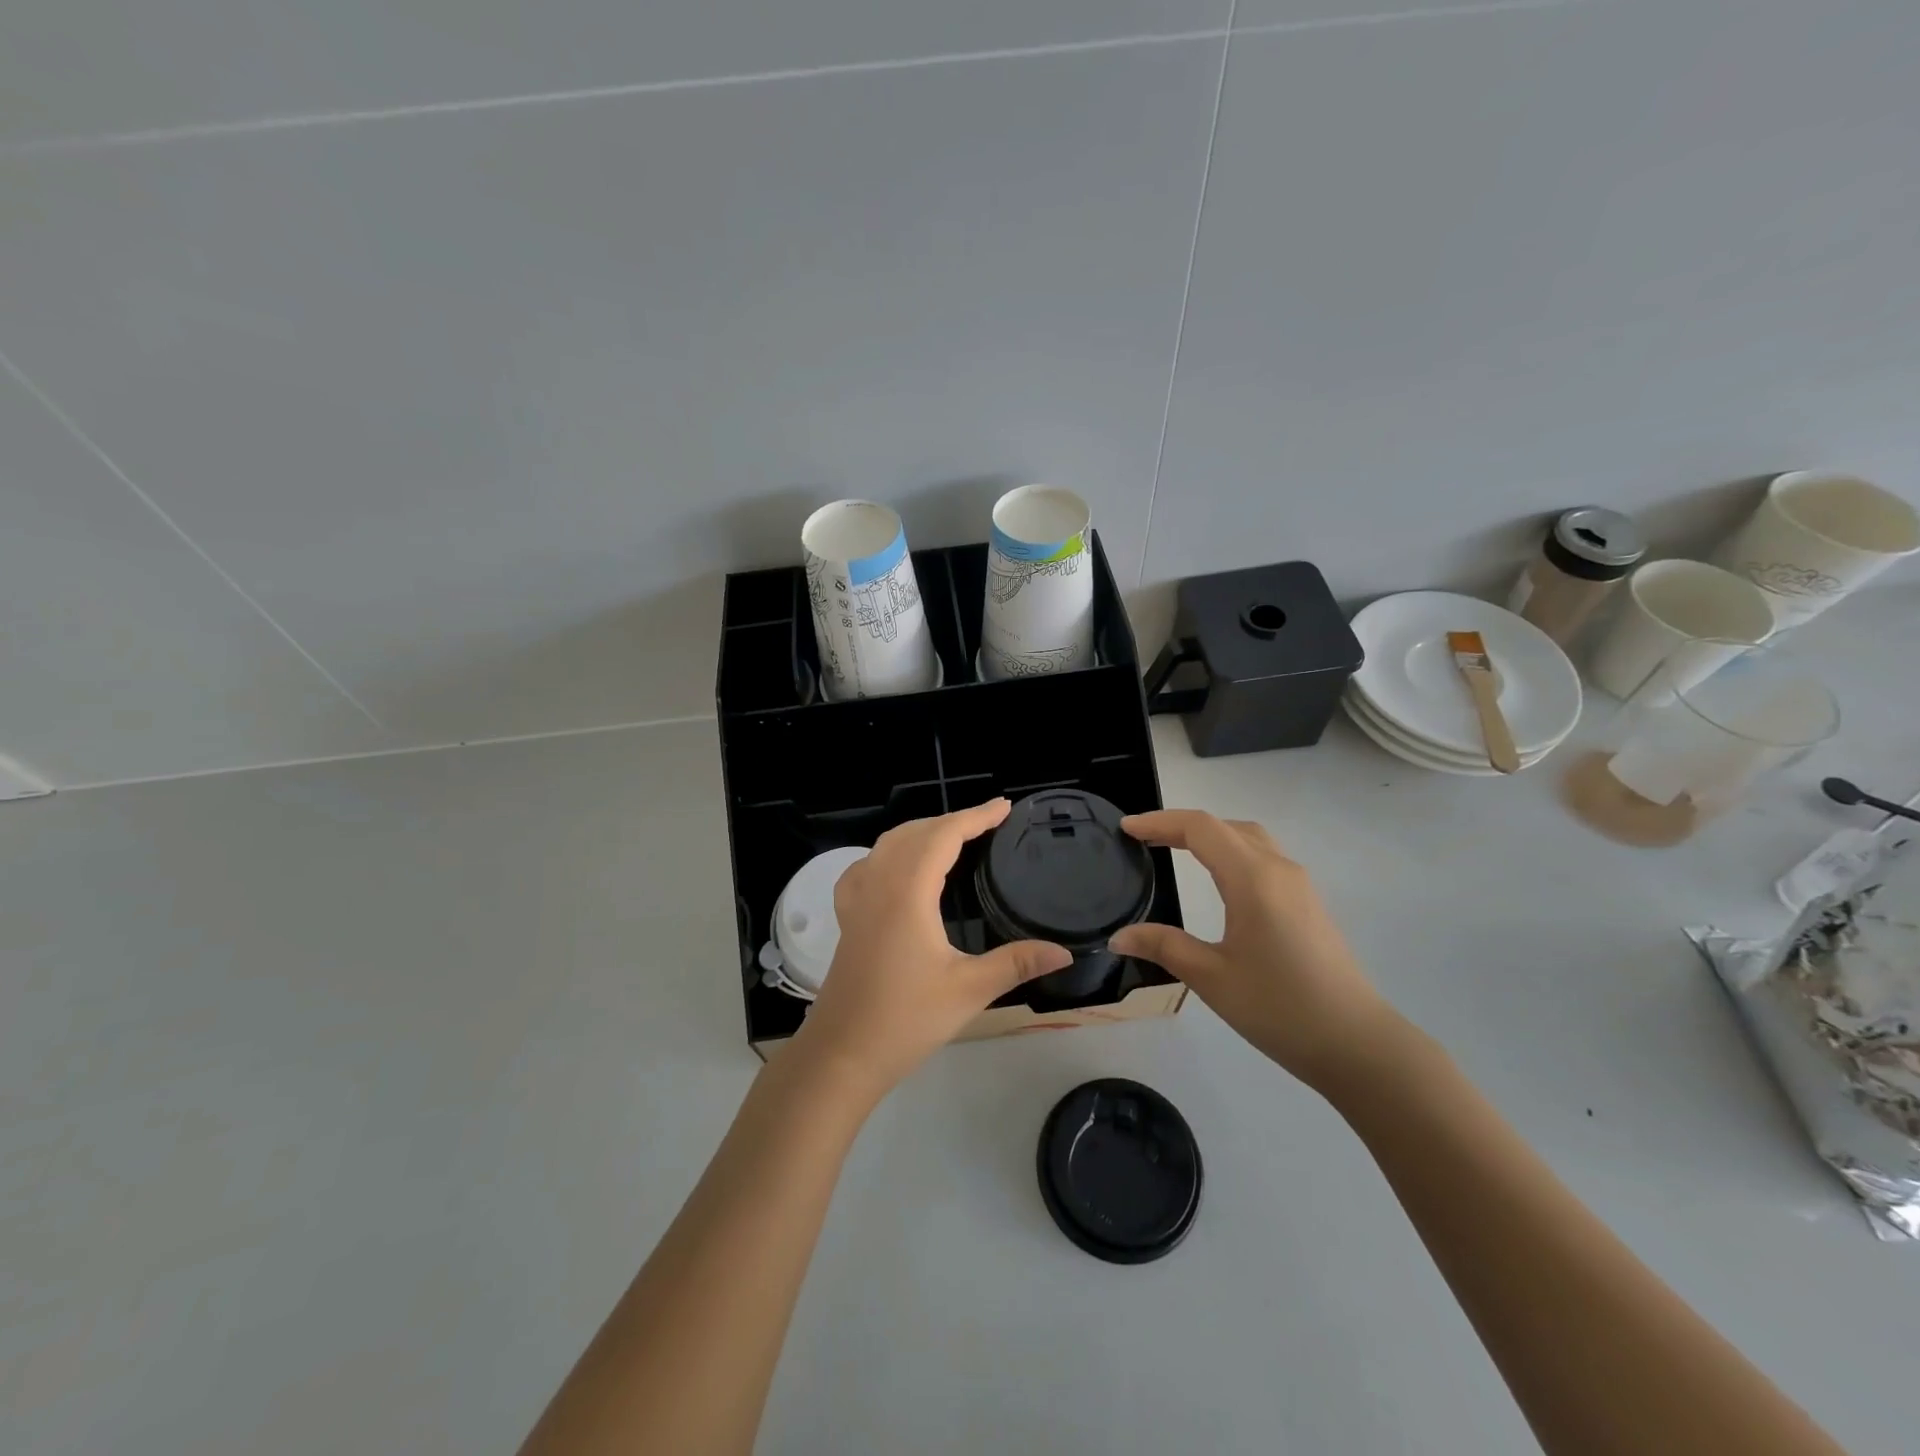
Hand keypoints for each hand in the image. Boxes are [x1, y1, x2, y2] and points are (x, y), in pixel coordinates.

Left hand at [794, 799, 1072, 1098]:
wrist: (842, 1053)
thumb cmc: (906, 1019)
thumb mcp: (969, 990)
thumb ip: (1017, 963)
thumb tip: (1064, 951)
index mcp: (908, 892)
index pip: (944, 836)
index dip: (975, 816)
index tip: (1004, 807)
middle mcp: (879, 883)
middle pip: (915, 832)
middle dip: (952, 820)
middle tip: (988, 823)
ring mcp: (857, 899)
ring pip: (889, 844)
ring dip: (922, 832)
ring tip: (953, 837)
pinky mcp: (847, 917)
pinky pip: (867, 865)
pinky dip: (891, 852)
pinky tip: (900, 868)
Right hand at [1108, 809, 1393, 1090]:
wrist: (1358, 1045)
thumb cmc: (1280, 1008)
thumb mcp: (1212, 978)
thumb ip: (1164, 947)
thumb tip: (1118, 936)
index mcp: (1253, 878)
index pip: (1200, 828)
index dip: (1160, 822)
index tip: (1125, 829)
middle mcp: (1279, 869)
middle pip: (1225, 826)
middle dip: (1181, 825)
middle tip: (1144, 839)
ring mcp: (1299, 885)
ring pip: (1249, 839)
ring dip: (1210, 836)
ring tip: (1175, 849)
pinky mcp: (1308, 904)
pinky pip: (1263, 858)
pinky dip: (1231, 852)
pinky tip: (1218, 879)